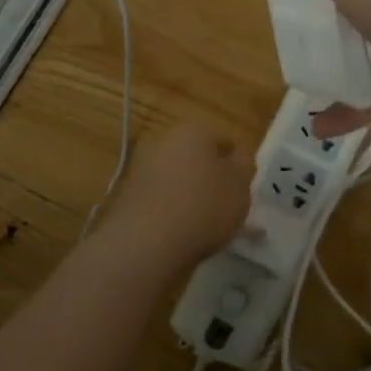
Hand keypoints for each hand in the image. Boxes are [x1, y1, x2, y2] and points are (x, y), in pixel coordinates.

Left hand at [107, 120, 250, 262]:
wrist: (146, 241)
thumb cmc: (204, 206)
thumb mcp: (240, 185)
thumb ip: (243, 165)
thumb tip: (236, 156)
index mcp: (194, 130)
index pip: (224, 141)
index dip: (236, 166)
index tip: (242, 189)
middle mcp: (164, 140)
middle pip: (196, 158)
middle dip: (210, 178)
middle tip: (225, 207)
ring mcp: (141, 167)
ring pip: (177, 179)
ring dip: (189, 195)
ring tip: (204, 226)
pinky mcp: (127, 195)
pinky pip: (159, 199)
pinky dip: (170, 211)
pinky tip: (180, 233)